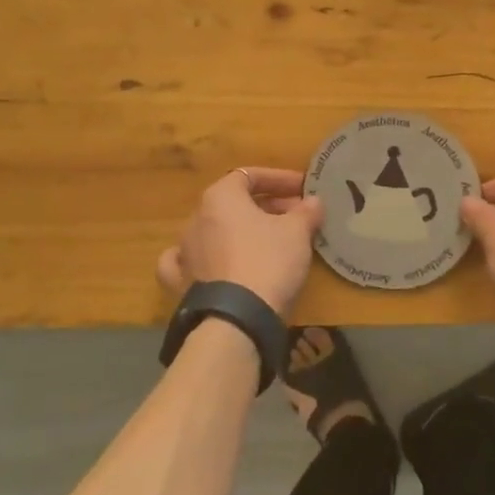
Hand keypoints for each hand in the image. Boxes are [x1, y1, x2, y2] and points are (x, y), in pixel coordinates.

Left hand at [157, 168, 324, 318]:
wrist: (236, 318)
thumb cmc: (268, 261)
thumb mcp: (297, 232)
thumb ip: (306, 211)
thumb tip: (313, 201)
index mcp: (220, 197)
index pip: (251, 176)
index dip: (280, 179)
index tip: (303, 189)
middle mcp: (196, 218)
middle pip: (234, 203)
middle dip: (267, 206)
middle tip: (297, 217)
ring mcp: (185, 251)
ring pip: (216, 231)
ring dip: (242, 231)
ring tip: (269, 242)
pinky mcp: (181, 281)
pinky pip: (190, 261)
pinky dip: (204, 258)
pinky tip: (213, 262)